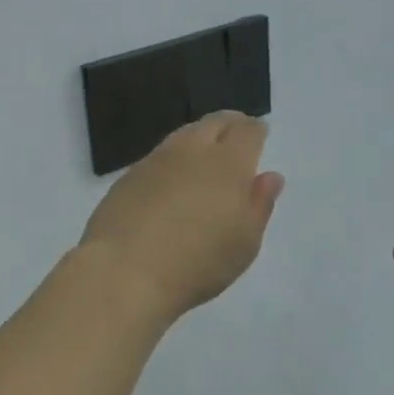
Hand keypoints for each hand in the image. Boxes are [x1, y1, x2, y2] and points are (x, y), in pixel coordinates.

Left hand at [79, 112, 284, 323]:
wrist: (123, 271)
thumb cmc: (197, 263)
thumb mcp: (244, 243)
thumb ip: (259, 205)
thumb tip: (269, 176)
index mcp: (228, 163)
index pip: (247, 131)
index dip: (255, 130)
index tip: (259, 133)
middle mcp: (192, 151)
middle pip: (214, 123)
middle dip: (230, 123)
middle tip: (237, 133)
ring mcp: (156, 160)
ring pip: (184, 134)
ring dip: (200, 136)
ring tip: (206, 151)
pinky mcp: (129, 176)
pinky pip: (159, 154)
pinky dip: (174, 157)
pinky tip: (173, 176)